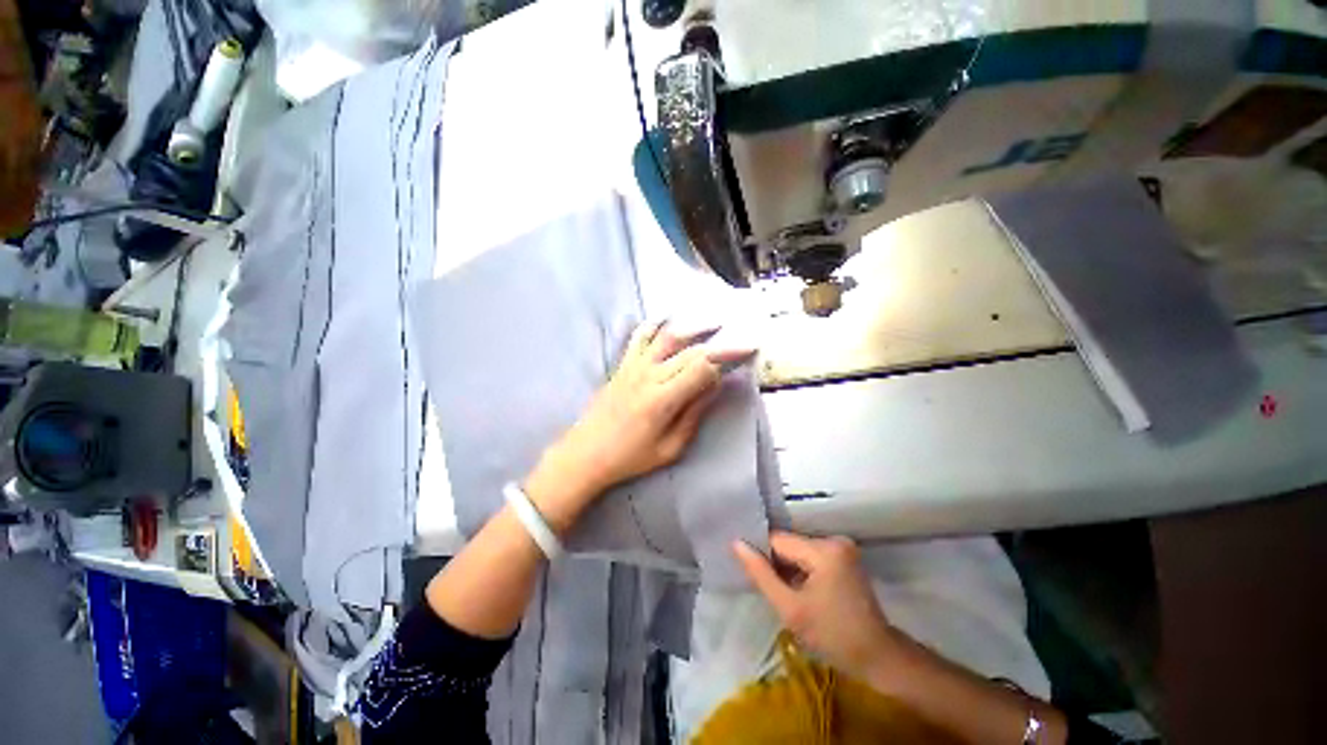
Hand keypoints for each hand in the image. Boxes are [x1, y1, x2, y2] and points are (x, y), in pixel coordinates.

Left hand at [528, 321, 753, 526]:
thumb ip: (695, 414)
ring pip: (668, 336)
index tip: (747, 354)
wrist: (586, 453)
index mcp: (663, 399)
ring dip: (693, 326)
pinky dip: (654, 324)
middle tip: (744, 338)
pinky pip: (639, 337)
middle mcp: (649, 375)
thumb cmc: (630, 458)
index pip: (703, 367)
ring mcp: (634, 366)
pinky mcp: (623, 365)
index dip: (727, 359)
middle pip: (691, 351)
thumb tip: (716, 386)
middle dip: (721, 343)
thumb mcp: (670, 447)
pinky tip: (666, 317)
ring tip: (715, 320)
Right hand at [734, 531, 900, 681]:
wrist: (878, 657)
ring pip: (798, 551)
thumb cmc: (833, 636)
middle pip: (789, 544)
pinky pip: (811, 556)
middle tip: (775, 592)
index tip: (757, 579)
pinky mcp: (844, 557)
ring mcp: (842, 548)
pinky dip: (802, 571)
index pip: (778, 540)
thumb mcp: (790, 608)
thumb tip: (736, 543)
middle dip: (778, 565)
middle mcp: (834, 540)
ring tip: (788, 594)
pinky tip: (802, 592)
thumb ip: (761, 574)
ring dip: (789, 569)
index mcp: (823, 549)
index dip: (764, 557)